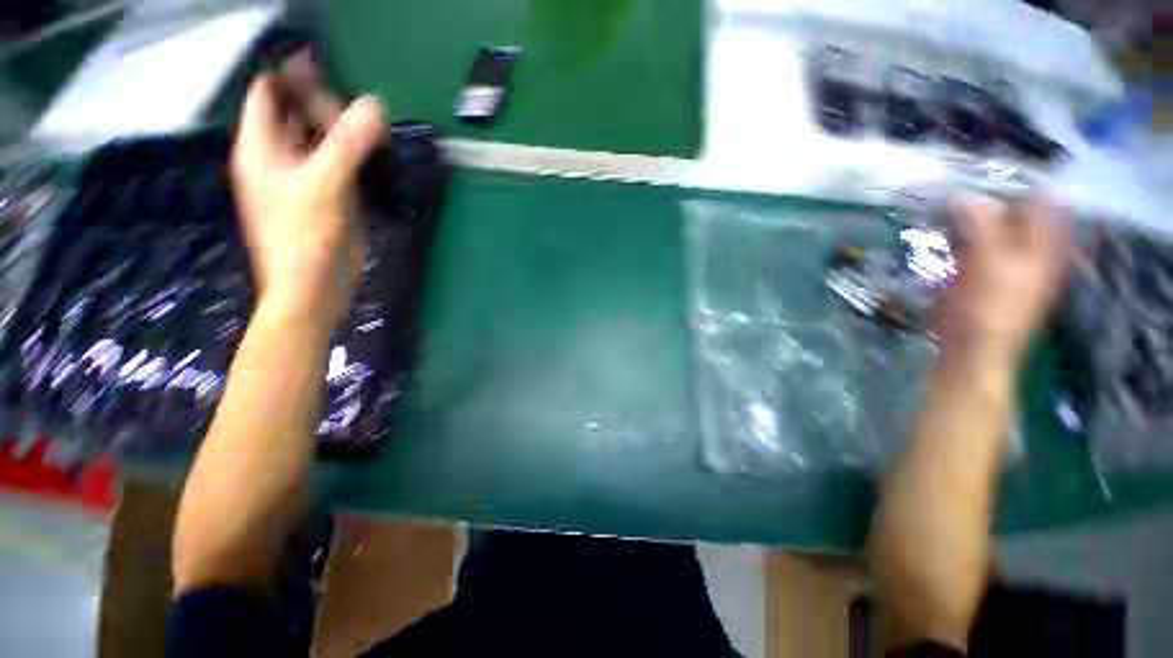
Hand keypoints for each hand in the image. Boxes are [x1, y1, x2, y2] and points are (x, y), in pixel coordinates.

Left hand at [231, 52, 385, 327]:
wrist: (314, 288)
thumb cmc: (306, 237)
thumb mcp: (325, 185)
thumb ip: (348, 144)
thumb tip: (376, 106)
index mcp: (262, 147)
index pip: (268, 93)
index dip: (291, 75)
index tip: (326, 65)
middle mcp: (278, 157)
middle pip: (296, 112)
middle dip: (324, 103)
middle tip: (360, 107)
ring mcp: (302, 178)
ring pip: (318, 139)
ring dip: (342, 130)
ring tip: (371, 126)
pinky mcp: (325, 198)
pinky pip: (336, 164)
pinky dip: (352, 155)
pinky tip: (372, 155)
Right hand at [940, 194, 1069, 366]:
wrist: (970, 353)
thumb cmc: (989, 313)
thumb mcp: (991, 265)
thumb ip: (983, 227)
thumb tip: (965, 196)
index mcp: (1045, 244)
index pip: (1041, 197)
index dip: (1017, 181)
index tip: (983, 171)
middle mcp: (1028, 248)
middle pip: (1012, 210)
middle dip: (986, 197)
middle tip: (953, 188)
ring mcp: (1002, 261)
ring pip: (987, 226)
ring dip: (967, 215)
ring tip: (941, 204)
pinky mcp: (977, 273)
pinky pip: (970, 243)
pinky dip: (956, 233)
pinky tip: (940, 228)